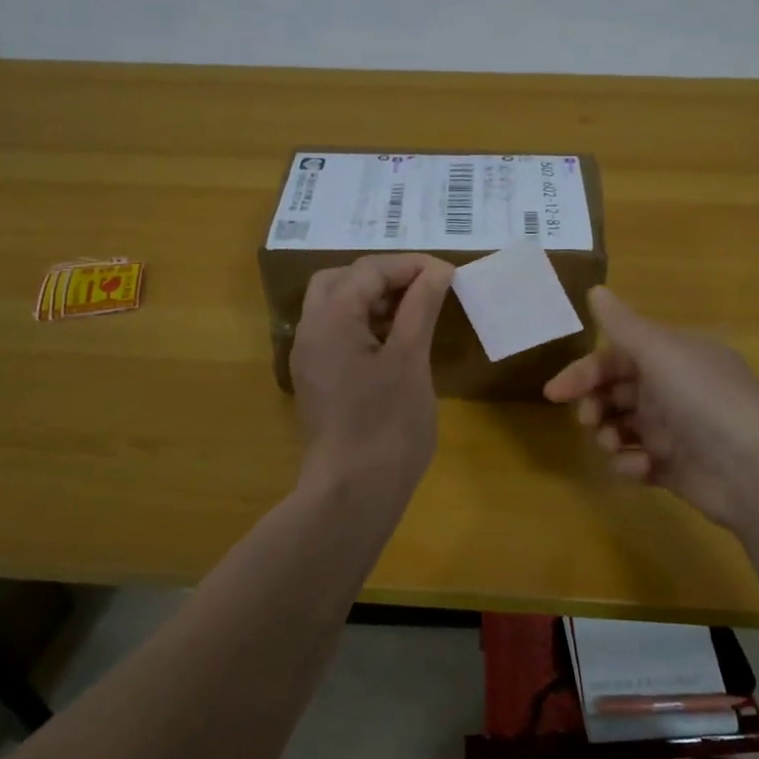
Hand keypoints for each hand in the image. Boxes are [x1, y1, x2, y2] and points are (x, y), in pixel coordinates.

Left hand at [291, 254, 454, 507]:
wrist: (353, 493)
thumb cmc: (387, 424)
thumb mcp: (410, 359)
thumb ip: (420, 308)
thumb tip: (437, 270)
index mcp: (330, 320)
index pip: (367, 271)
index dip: (409, 265)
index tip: (448, 274)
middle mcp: (311, 332)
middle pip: (340, 281)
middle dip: (382, 276)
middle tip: (422, 288)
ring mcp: (310, 359)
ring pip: (335, 308)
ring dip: (372, 300)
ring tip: (415, 311)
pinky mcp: (318, 381)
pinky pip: (337, 335)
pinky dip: (364, 325)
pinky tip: (396, 341)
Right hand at [545, 286, 758, 529]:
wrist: (756, 471)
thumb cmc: (705, 400)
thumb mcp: (662, 353)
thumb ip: (623, 325)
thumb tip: (595, 290)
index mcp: (673, 357)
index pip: (616, 358)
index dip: (583, 372)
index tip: (554, 393)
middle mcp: (673, 389)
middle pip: (616, 392)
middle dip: (594, 405)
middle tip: (588, 420)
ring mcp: (674, 431)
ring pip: (622, 427)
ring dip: (608, 434)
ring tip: (612, 444)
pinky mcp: (675, 468)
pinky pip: (637, 461)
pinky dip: (631, 465)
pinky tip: (640, 469)